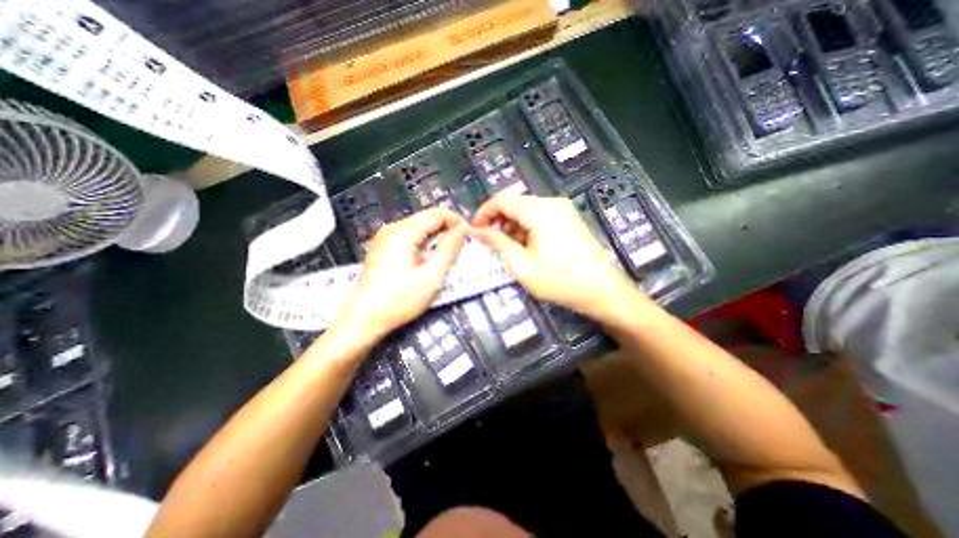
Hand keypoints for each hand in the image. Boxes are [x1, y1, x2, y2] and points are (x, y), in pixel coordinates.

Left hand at [337, 209, 469, 342]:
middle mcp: (393, 228)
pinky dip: (425, 242)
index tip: (470, 237)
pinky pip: (411, 235)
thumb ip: (449, 249)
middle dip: (448, 229)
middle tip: (462, 247)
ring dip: (438, 236)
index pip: (437, 213)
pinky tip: (430, 258)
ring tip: (449, 253)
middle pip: (428, 218)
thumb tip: (463, 229)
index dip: (457, 221)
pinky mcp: (384, 246)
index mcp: (403, 232)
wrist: (364, 318)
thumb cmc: (399, 300)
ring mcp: (386, 236)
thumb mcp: (431, 277)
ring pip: (420, 226)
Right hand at [469, 195, 647, 322]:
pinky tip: (526, 247)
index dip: (484, 213)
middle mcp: (552, 203)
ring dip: (512, 226)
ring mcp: (562, 209)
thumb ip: (497, 243)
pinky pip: (539, 216)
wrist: (602, 290)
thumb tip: (476, 231)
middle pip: (514, 203)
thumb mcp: (522, 265)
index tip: (475, 231)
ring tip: (509, 249)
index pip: (502, 200)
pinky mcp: (568, 218)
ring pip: (526, 210)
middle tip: (491, 243)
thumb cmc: (560, 281)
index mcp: (539, 211)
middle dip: (498, 221)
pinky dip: (526, 228)